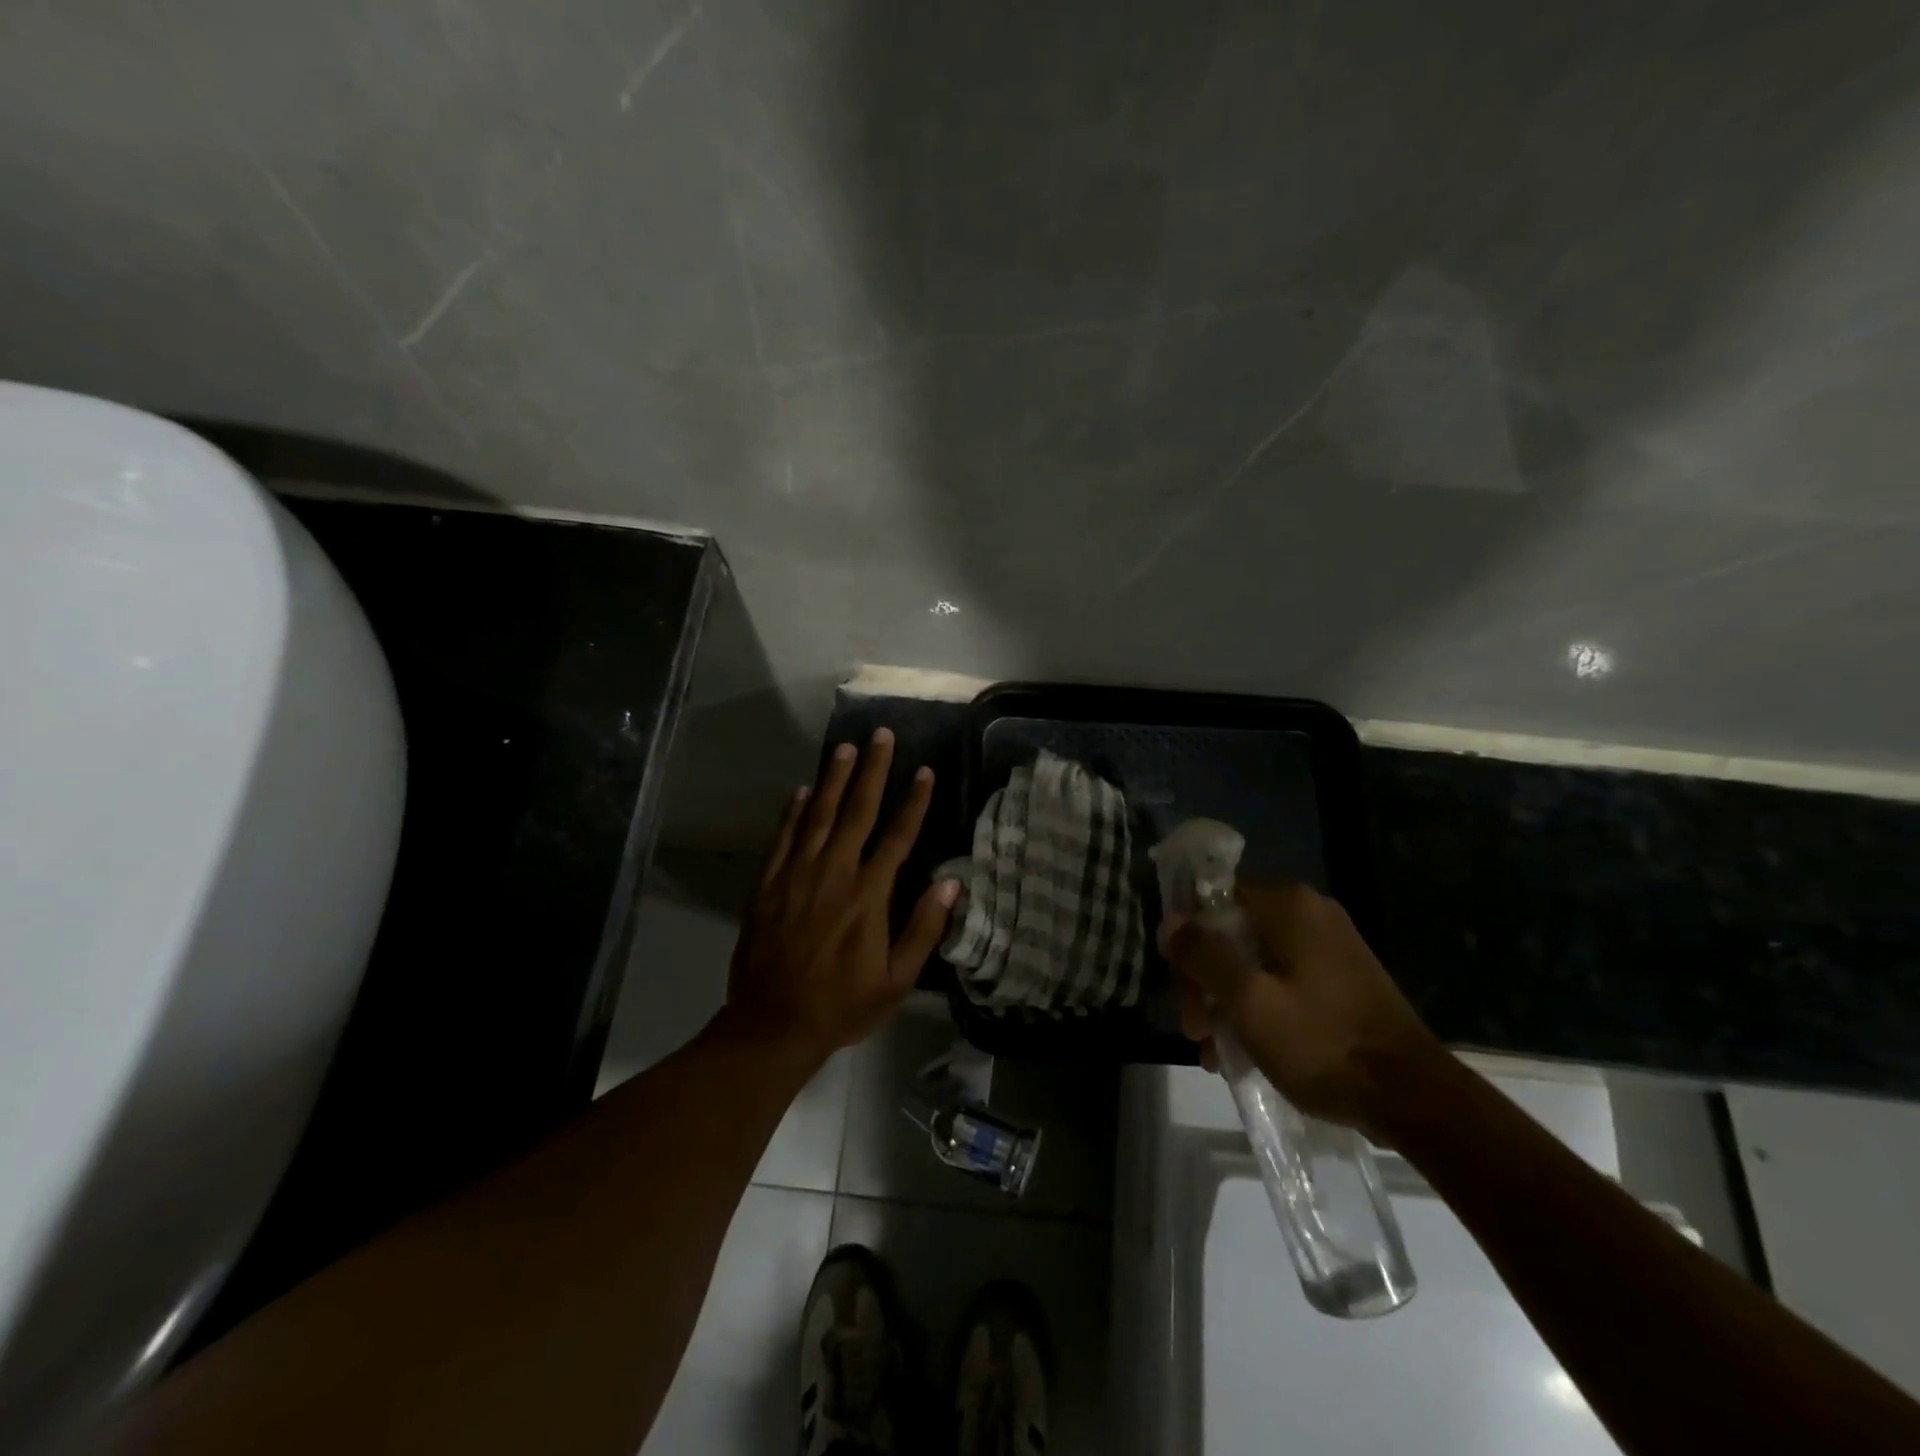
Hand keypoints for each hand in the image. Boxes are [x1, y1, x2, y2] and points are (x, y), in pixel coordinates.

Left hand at [725, 728, 958, 1063]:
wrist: (772, 1025)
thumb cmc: (842, 1005)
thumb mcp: (897, 981)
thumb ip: (924, 929)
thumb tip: (952, 883)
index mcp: (868, 895)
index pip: (897, 837)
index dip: (913, 802)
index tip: (925, 771)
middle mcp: (833, 873)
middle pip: (857, 812)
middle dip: (873, 771)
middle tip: (881, 735)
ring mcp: (796, 875)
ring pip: (818, 815)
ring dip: (833, 779)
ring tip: (846, 748)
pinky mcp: (767, 884)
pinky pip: (782, 838)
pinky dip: (792, 812)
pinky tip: (800, 790)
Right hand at [1167, 882, 1444, 1141]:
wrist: (1414, 1099)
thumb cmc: (1322, 1043)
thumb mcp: (1249, 1001)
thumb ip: (1204, 955)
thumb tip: (1171, 921)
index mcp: (1288, 906)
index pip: (1212, 904)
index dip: (1188, 946)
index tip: (1183, 993)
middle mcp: (1309, 913)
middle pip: (1231, 936)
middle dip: (1206, 983)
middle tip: (1196, 1032)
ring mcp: (1329, 946)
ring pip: (1254, 963)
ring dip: (1228, 1003)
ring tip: (1217, 1053)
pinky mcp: (1341, 978)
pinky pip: (1283, 981)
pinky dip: (1260, 1009)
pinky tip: (1248, 1052)